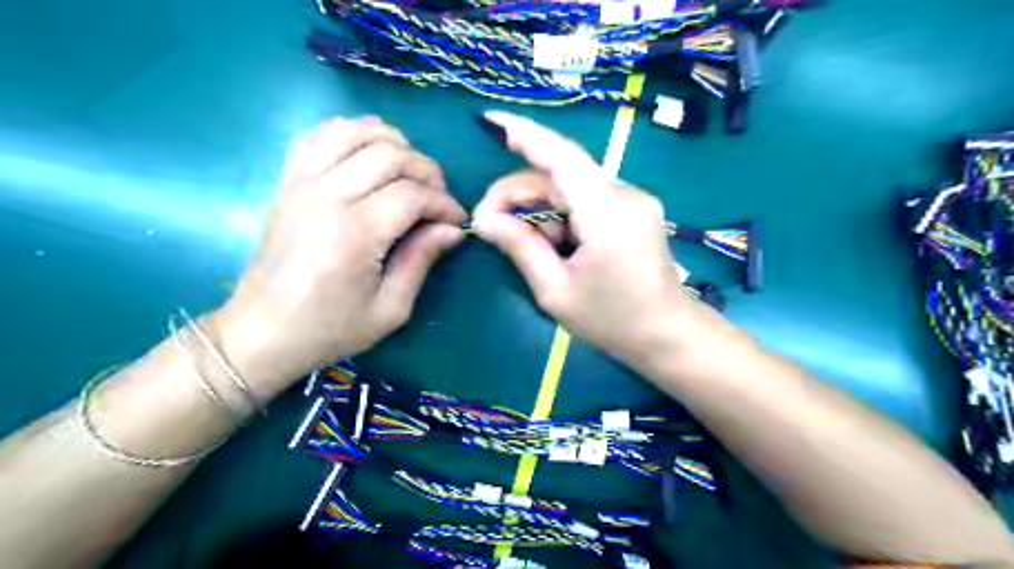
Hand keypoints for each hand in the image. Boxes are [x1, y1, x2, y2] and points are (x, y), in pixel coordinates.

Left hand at [214, 115, 470, 394]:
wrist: (262, 333)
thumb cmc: (330, 329)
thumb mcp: (390, 309)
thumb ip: (422, 261)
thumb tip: (451, 230)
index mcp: (355, 234)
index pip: (412, 195)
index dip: (443, 203)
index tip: (456, 220)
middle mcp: (326, 197)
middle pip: (388, 155)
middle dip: (426, 169)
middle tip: (438, 195)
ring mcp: (300, 184)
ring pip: (351, 132)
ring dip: (390, 140)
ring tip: (408, 166)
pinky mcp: (286, 184)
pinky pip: (315, 136)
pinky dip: (347, 132)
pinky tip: (367, 150)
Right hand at [474, 111, 698, 358]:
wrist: (666, 334)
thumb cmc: (611, 321)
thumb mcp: (555, 291)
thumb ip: (520, 248)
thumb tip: (484, 219)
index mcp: (608, 216)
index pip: (563, 159)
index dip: (526, 135)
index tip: (492, 122)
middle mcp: (626, 195)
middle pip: (561, 173)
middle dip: (518, 191)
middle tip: (488, 221)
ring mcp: (634, 199)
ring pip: (572, 183)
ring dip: (540, 205)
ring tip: (523, 240)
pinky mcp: (635, 207)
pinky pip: (587, 195)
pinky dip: (562, 211)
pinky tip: (555, 240)